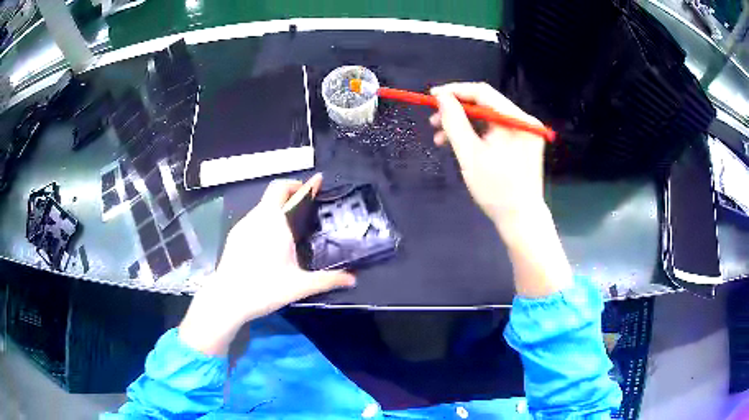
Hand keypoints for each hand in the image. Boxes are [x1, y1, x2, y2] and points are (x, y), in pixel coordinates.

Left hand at [179, 174, 355, 354]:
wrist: (227, 299)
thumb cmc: (264, 288)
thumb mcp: (299, 286)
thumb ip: (328, 280)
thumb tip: (353, 279)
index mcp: (275, 222)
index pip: (289, 190)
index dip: (306, 184)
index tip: (318, 181)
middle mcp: (258, 217)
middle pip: (275, 192)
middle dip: (292, 192)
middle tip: (306, 206)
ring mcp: (243, 225)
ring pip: (263, 206)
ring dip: (278, 207)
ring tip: (290, 226)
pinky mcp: (235, 235)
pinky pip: (254, 218)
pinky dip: (266, 218)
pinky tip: (270, 241)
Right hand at [430, 82, 546, 230]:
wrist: (521, 220)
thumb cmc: (496, 190)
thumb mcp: (470, 155)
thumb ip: (454, 122)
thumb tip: (441, 97)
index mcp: (517, 120)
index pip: (482, 92)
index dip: (455, 92)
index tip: (432, 97)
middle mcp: (524, 120)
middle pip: (485, 104)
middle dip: (457, 111)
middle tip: (433, 122)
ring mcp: (525, 132)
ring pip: (488, 118)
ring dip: (464, 124)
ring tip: (441, 138)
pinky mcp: (522, 143)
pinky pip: (495, 130)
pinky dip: (477, 134)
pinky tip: (459, 144)